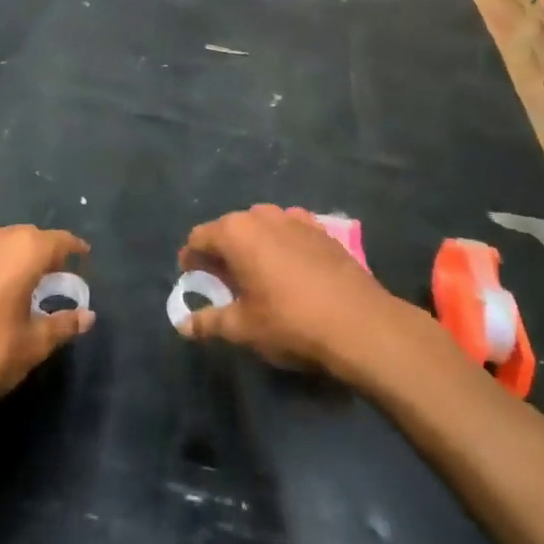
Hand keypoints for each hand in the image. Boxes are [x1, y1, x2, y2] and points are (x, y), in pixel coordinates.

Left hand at [0, 225, 93, 423]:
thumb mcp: (32, 346)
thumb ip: (63, 325)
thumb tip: (86, 315)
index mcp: (22, 251)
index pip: (59, 240)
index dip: (75, 250)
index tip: (84, 261)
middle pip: (29, 237)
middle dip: (44, 254)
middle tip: (55, 279)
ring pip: (0, 245)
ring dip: (14, 259)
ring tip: (21, 287)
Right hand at [177, 205, 410, 379]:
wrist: (360, 323)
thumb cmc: (290, 322)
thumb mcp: (243, 328)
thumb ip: (209, 322)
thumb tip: (183, 325)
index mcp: (236, 232)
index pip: (199, 237)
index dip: (191, 259)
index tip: (192, 279)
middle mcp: (263, 215)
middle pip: (230, 229)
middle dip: (222, 253)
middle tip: (223, 283)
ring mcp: (296, 218)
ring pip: (262, 228)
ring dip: (253, 247)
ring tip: (257, 277)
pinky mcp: (323, 230)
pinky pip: (290, 232)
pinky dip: (282, 247)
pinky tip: (291, 272)